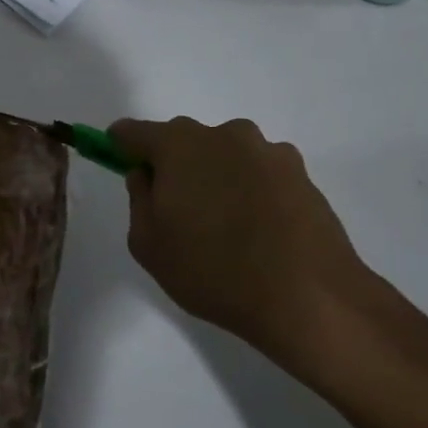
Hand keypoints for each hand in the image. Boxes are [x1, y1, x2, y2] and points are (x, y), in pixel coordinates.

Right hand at [107, 117, 382, 375]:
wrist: (307, 295)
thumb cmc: (212, 270)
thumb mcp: (148, 244)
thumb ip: (139, 199)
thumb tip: (147, 175)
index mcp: (180, 145)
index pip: (135, 132)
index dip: (122, 146)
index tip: (120, 164)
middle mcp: (225, 135)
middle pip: (184, 140)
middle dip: (173, 165)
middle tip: (175, 210)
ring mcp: (268, 151)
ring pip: (225, 156)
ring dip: (215, 177)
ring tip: (223, 226)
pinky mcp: (301, 173)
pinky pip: (258, 173)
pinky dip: (248, 190)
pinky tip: (256, 230)